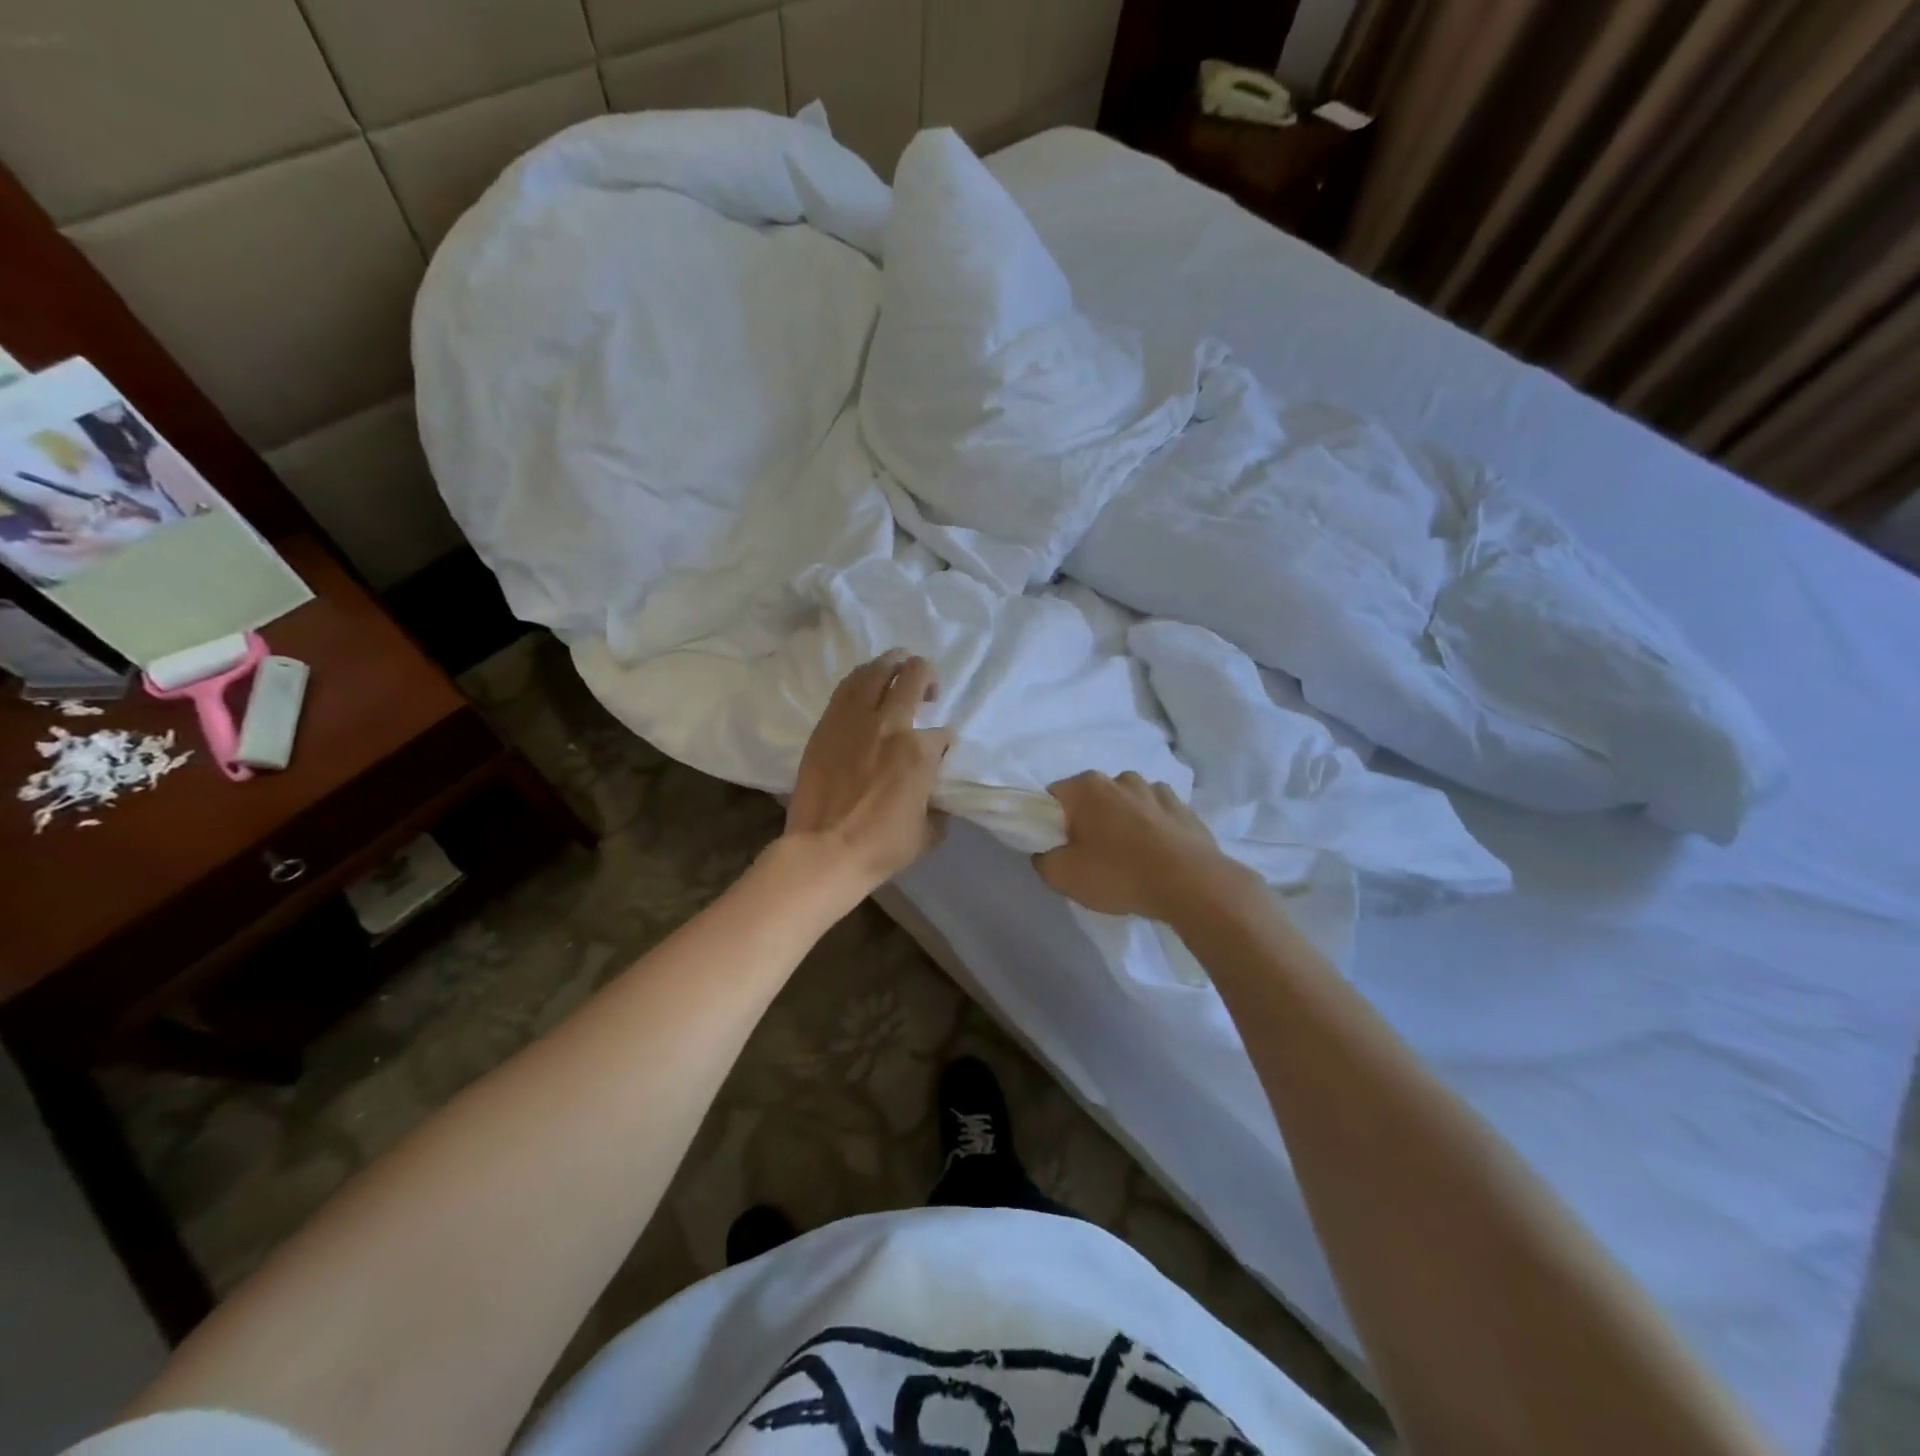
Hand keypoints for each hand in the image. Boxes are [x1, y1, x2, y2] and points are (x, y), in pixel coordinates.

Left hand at [784, 651, 952, 892]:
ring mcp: (854, 720)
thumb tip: (934, 801)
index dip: (944, 742)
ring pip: (877, 670)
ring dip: (893, 663)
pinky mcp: (827, 724)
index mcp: (919, 751)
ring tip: (898, 668)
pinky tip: (867, 684)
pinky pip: (847, 687)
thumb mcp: (927, 833)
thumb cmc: (880, 847)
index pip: (943, 734)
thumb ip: (937, 809)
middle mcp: (890, 724)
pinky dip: (863, 679)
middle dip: (927, 676)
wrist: (824, 850)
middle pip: (915, 676)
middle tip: (928, 690)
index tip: (938, 754)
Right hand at [1034, 771, 1249, 921]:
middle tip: (1091, 858)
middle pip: (1091, 799)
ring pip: (1126, 804)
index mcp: (1088, 787)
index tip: (1058, 848)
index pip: (1053, 797)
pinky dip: (1151, 829)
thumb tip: (1047, 852)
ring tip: (1128, 859)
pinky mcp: (1184, 808)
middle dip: (1087, 822)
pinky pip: (1156, 815)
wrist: (1193, 885)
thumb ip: (1043, 859)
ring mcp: (1157, 790)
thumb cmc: (1120, 875)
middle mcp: (1121, 778)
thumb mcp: (1063, 876)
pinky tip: (1155, 856)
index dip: (1049, 823)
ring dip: (1122, 823)